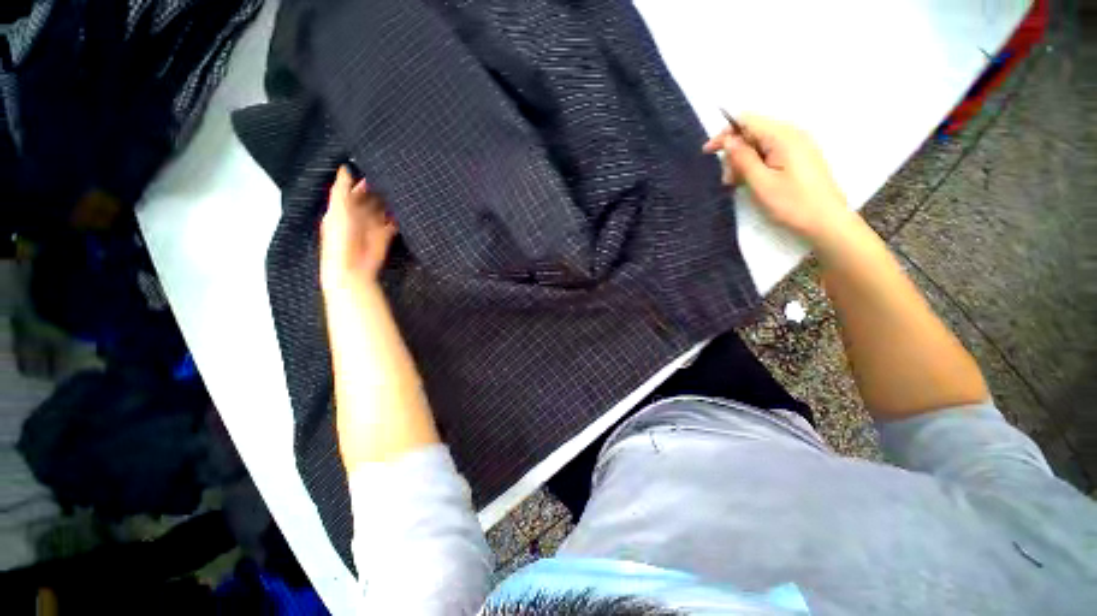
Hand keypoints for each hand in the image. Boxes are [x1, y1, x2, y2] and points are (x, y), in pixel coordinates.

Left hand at [320, 166, 396, 289]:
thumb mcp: (338, 210)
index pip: (354, 190)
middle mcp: (358, 215)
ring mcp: (372, 226)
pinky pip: (393, 224)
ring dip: (390, 203)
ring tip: (401, 192)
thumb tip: (345, 167)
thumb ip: (342, 189)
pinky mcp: (384, 236)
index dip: (363, 181)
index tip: (376, 169)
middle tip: (393, 180)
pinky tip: (405, 210)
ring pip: (383, 210)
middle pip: (371, 199)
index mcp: (343, 208)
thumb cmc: (340, 238)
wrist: (352, 267)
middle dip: (380, 191)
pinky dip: (399, 218)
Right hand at [703, 114, 854, 244]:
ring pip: (760, 144)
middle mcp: (791, 134)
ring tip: (737, 185)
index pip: (747, 121)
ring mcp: (797, 145)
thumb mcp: (761, 183)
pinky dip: (756, 164)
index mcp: (783, 136)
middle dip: (734, 153)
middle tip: (727, 180)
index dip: (725, 133)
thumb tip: (729, 139)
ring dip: (743, 161)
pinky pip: (770, 152)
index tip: (708, 152)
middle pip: (753, 132)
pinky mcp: (799, 157)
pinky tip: (751, 182)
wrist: (826, 221)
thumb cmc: (792, 204)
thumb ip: (743, 159)